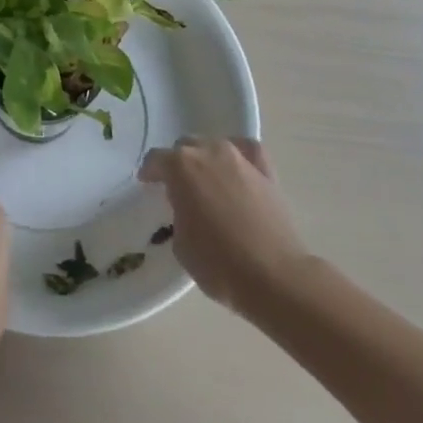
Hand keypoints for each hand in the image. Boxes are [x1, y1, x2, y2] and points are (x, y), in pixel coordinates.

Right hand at [138, 137, 308, 314]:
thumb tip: (187, 209)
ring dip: (206, 160)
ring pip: (214, 146)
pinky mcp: (266, 171)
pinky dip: (239, 155)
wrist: (274, 277)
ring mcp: (239, 158)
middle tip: (179, 188)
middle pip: (185, 147)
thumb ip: (178, 215)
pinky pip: (247, 151)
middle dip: (179, 164)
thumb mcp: (180, 244)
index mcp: (180, 167)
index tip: (148, 184)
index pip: (156, 159)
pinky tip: (237, 167)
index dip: (150, 172)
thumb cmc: (219, 264)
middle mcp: (208, 152)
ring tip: (208, 181)